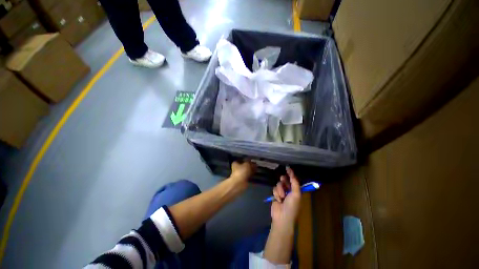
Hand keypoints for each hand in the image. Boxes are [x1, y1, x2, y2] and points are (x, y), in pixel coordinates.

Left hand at [228, 161, 255, 190]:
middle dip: (250, 165)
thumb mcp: (247, 164)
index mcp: (236, 163)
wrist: (239, 183)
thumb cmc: (241, 171)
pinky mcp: (243, 179)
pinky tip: (255, 174)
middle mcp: (237, 168)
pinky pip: (248, 176)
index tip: (252, 160)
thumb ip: (250, 162)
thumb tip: (253, 162)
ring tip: (257, 169)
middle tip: (256, 165)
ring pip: (247, 171)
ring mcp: (240, 174)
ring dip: (251, 170)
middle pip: (244, 165)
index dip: (247, 160)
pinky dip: (251, 175)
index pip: (241, 160)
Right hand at [271, 167, 300, 231]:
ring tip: (282, 196)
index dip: (291, 174)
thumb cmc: (292, 206)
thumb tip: (292, 174)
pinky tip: (278, 199)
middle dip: (284, 180)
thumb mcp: (296, 194)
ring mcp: (282, 193)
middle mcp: (289, 191)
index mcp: (296, 191)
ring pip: (279, 184)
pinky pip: (274, 189)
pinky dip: (276, 193)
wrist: (282, 217)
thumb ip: (295, 183)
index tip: (287, 167)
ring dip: (280, 189)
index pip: (294, 180)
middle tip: (283, 180)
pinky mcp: (275, 195)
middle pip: (285, 180)